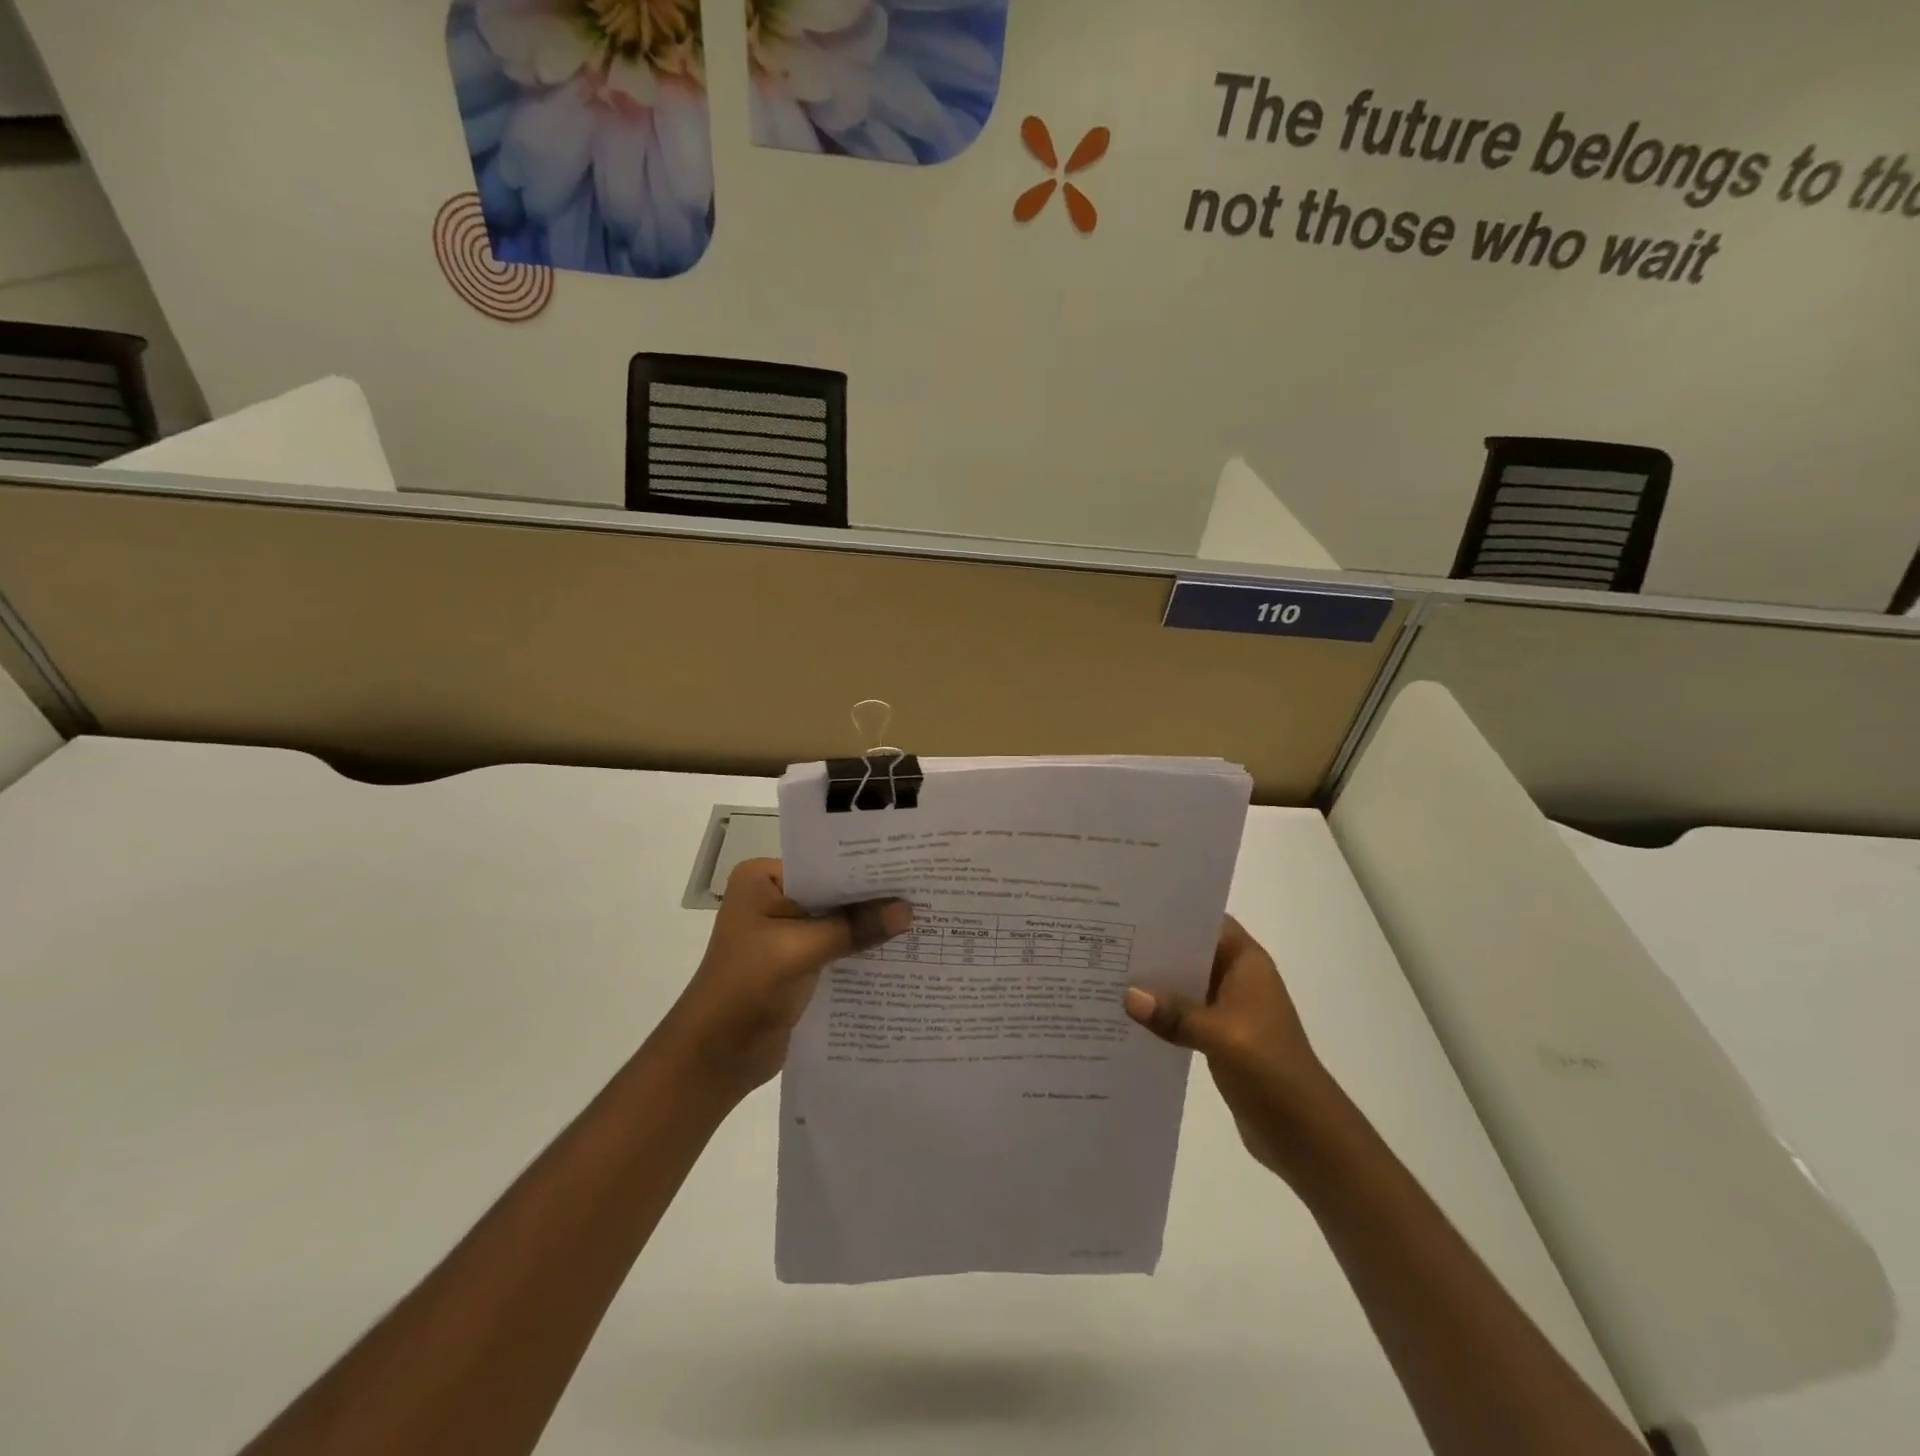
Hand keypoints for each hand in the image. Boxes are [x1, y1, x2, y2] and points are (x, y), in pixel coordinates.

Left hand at [658, 859, 911, 1102]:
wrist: (716, 1058)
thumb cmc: (747, 988)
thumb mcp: (801, 950)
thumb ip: (854, 928)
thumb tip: (908, 910)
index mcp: (762, 879)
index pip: (823, 862)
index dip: (864, 866)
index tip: (910, 862)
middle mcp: (774, 898)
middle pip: (834, 892)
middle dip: (873, 896)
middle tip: (925, 888)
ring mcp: (787, 933)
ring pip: (839, 921)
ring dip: (870, 925)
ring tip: (924, 916)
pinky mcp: (799, 964)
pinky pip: (838, 948)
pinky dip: (862, 950)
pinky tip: (902, 950)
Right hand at [1124, 916, 1341, 1178]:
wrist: (1305, 1134)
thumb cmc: (1270, 1068)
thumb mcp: (1220, 1035)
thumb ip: (1174, 1013)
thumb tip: (1127, 996)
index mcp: (1246, 963)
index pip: (1206, 922)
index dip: (1172, 912)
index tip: (1130, 907)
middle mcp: (1237, 978)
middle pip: (1189, 951)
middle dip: (1153, 947)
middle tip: (1106, 939)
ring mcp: (1229, 1009)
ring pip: (1183, 984)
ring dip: (1154, 983)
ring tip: (1106, 973)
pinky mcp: (1219, 1037)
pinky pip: (1183, 1014)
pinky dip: (1160, 1013)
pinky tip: (1125, 1015)